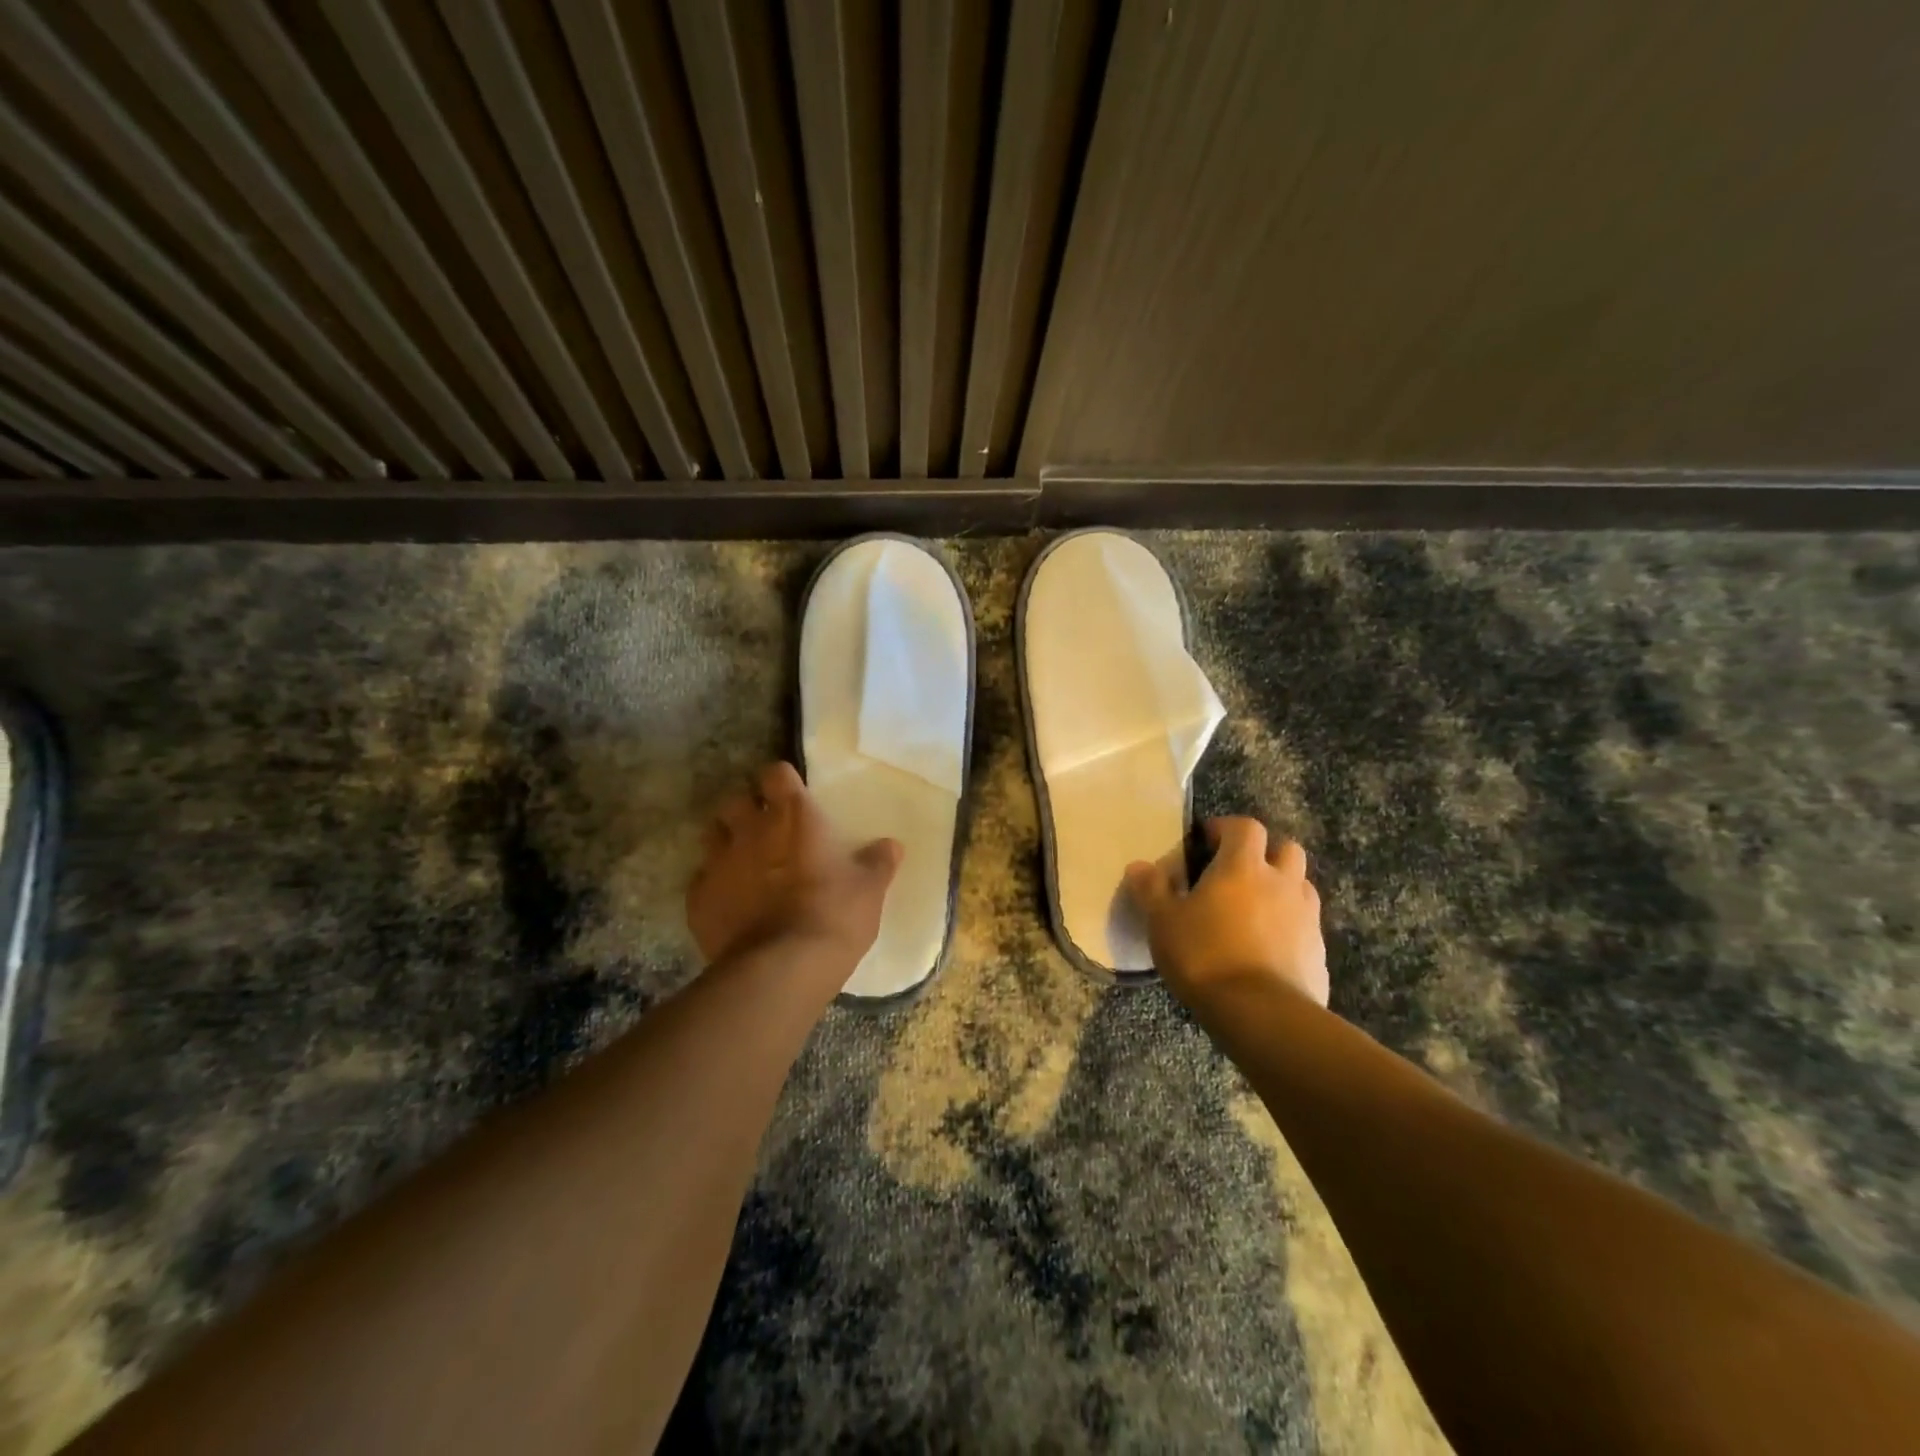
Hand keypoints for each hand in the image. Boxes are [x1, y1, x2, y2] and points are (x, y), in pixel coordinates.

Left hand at [686, 762, 902, 970]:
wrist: (782, 969)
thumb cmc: (834, 916)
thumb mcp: (869, 890)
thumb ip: (878, 862)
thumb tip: (892, 845)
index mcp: (794, 817)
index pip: (776, 773)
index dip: (782, 781)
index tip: (792, 795)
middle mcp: (752, 830)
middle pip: (736, 800)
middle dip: (748, 809)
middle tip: (766, 829)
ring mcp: (719, 863)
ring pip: (713, 835)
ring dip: (727, 842)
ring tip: (744, 863)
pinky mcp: (698, 899)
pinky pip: (701, 880)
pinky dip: (714, 885)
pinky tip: (730, 903)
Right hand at [1125, 818, 1328, 1006]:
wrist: (1262, 1014)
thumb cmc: (1204, 956)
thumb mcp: (1162, 921)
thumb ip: (1151, 889)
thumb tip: (1138, 866)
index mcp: (1243, 866)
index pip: (1245, 827)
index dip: (1227, 828)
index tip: (1207, 842)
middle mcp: (1282, 883)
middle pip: (1286, 849)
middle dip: (1265, 854)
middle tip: (1238, 872)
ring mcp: (1307, 917)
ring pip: (1301, 886)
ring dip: (1282, 888)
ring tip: (1254, 910)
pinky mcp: (1319, 952)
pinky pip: (1306, 926)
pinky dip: (1290, 927)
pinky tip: (1268, 949)